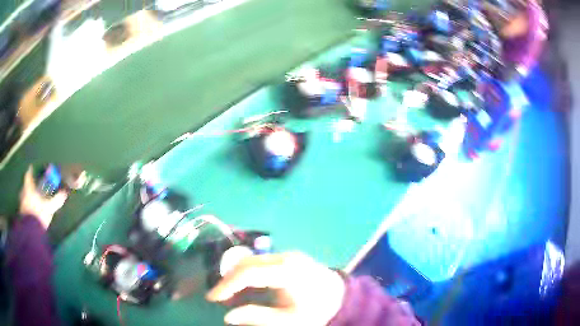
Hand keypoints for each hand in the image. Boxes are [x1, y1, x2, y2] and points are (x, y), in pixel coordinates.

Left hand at [19, 166, 67, 228]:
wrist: (31, 232)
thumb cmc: (39, 215)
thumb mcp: (49, 208)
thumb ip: (56, 200)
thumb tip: (64, 193)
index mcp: (29, 188)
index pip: (28, 175)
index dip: (30, 171)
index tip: (31, 168)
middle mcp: (23, 193)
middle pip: (25, 186)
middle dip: (29, 186)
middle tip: (33, 187)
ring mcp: (21, 204)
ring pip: (24, 196)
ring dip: (27, 197)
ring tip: (32, 200)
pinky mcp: (22, 214)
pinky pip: (24, 206)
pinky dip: (27, 206)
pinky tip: (31, 211)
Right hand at [206, 252, 345, 325]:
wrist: (340, 296)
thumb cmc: (316, 310)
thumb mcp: (289, 321)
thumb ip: (257, 317)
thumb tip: (228, 317)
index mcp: (287, 272)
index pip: (248, 273)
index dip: (227, 284)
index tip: (213, 298)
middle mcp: (285, 257)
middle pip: (246, 262)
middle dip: (228, 279)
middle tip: (218, 297)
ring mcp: (287, 254)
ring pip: (251, 259)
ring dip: (236, 275)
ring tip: (229, 294)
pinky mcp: (287, 257)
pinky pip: (260, 261)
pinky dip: (247, 272)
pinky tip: (245, 286)